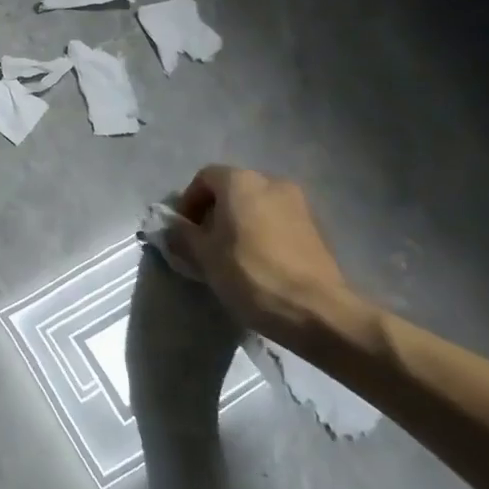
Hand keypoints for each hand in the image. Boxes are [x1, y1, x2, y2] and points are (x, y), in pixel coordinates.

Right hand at [172, 166, 372, 351]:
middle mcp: (272, 182)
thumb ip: (182, 235)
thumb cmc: (251, 274)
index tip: (184, 231)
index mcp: (241, 182)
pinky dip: (262, 233)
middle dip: (214, 212)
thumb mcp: (204, 256)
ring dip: (239, 223)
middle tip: (204, 243)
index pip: (204, 178)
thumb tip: (171, 227)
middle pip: (232, 189)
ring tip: (231, 254)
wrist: (317, 310)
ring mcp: (298, 204)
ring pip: (256, 205)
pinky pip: (277, 221)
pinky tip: (258, 262)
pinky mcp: (316, 228)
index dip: (188, 202)